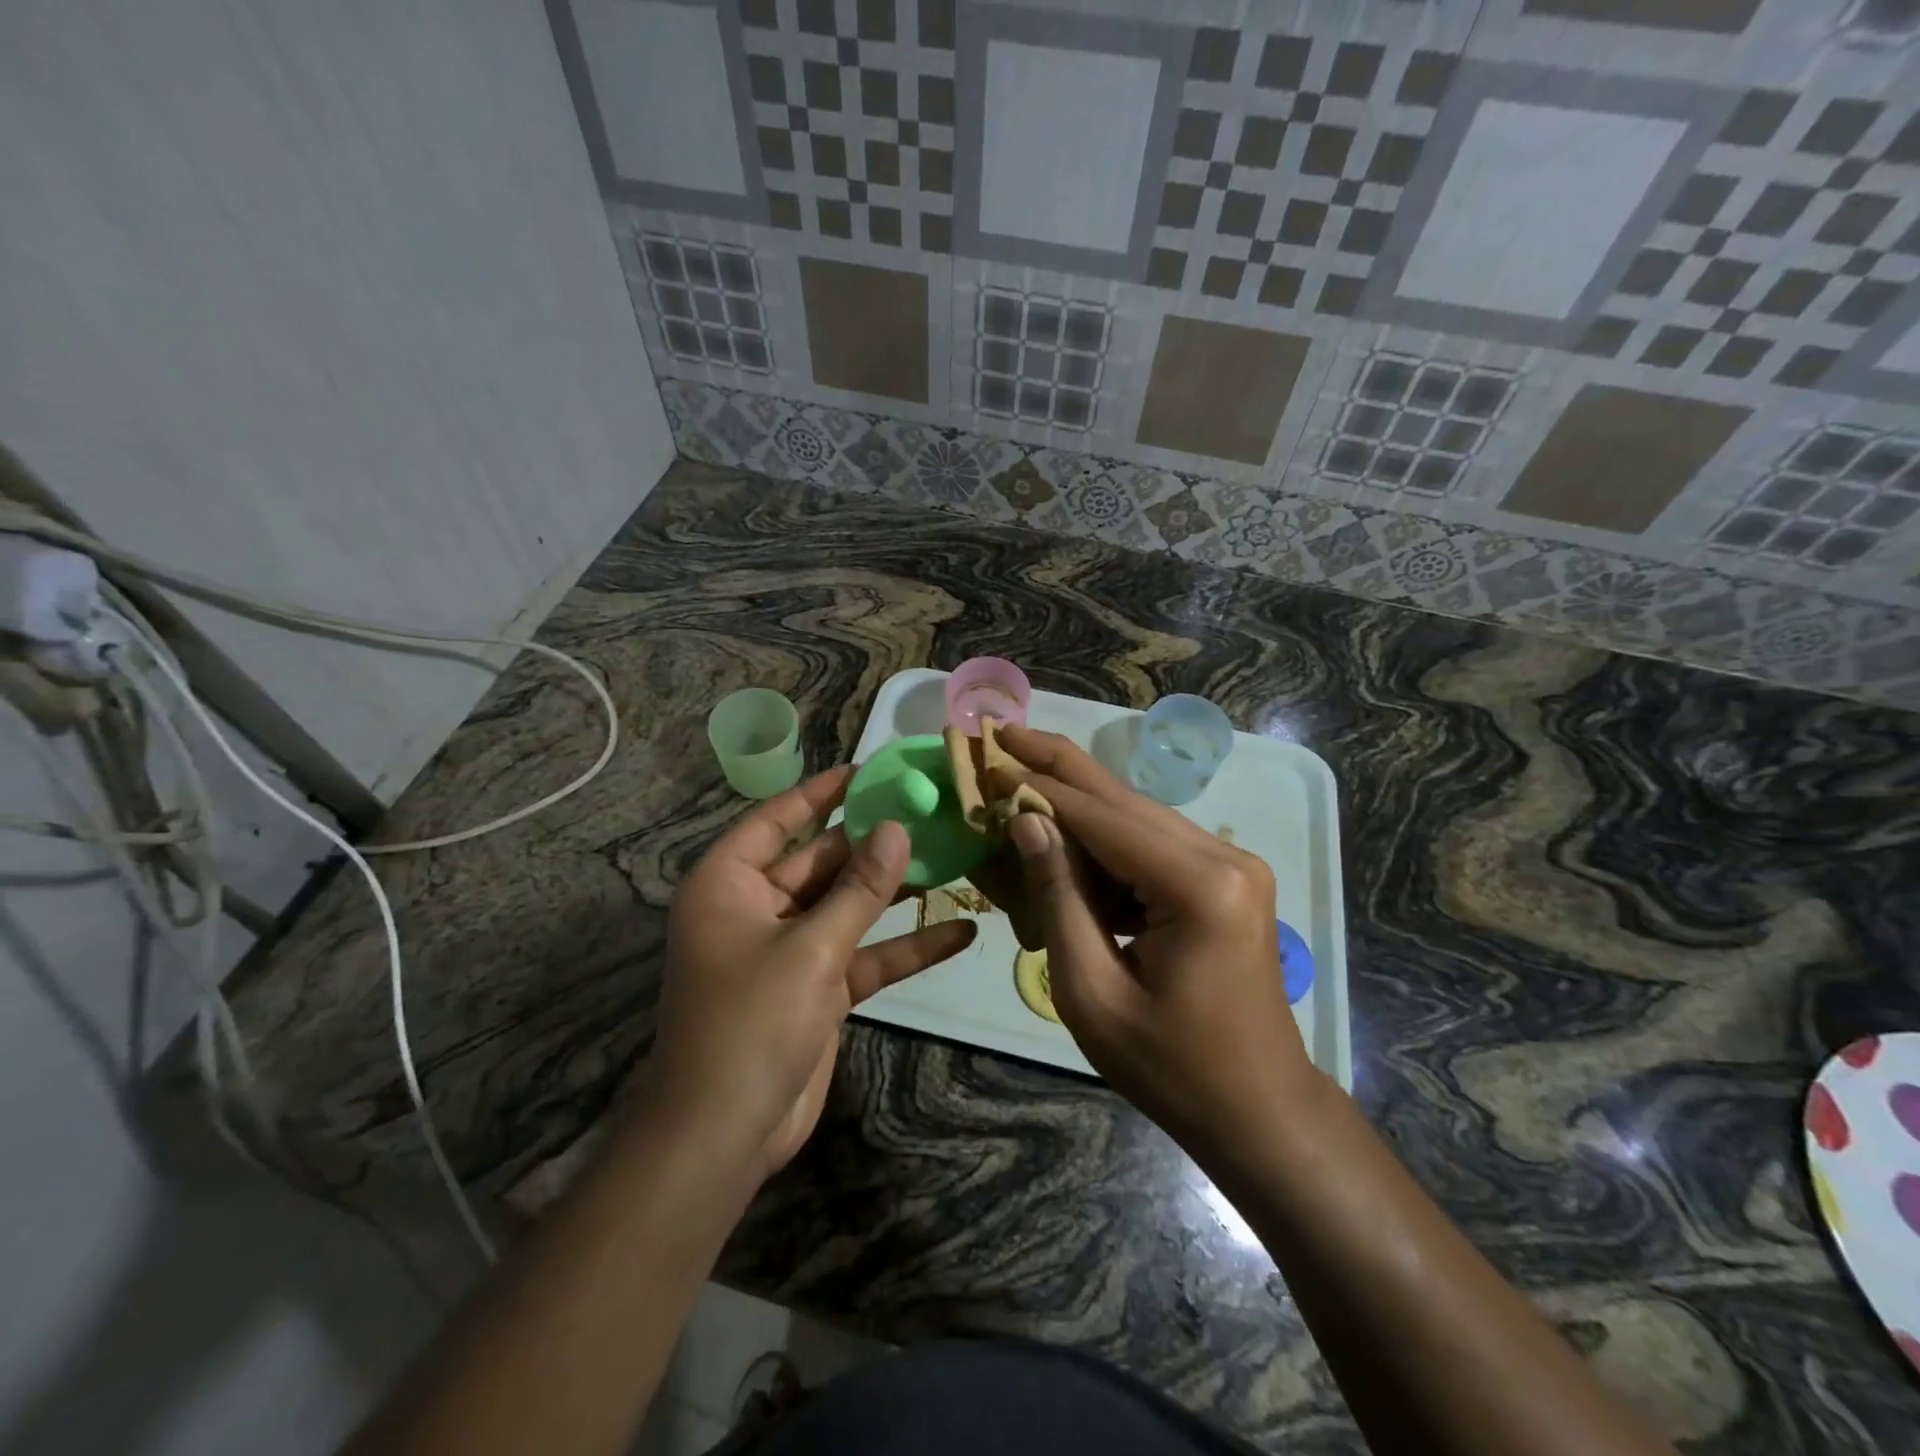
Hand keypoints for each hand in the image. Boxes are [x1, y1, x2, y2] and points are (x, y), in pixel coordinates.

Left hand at [644, 767, 976, 1176]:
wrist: (723, 1136)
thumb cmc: (749, 1024)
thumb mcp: (811, 949)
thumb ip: (859, 890)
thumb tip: (896, 828)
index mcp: (730, 885)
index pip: (776, 819)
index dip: (820, 792)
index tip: (868, 771)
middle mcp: (757, 908)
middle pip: (821, 861)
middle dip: (873, 842)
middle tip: (930, 811)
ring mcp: (790, 949)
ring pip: (848, 906)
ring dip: (896, 891)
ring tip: (954, 857)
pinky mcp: (817, 987)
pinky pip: (864, 954)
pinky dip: (905, 947)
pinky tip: (960, 932)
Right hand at [994, 725, 1316, 1152]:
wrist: (1259, 1110)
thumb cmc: (1170, 1067)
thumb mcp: (1092, 992)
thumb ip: (1058, 898)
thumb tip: (1026, 820)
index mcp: (1198, 887)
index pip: (1100, 817)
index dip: (1039, 786)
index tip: (989, 758)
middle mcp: (1224, 857)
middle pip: (1122, 799)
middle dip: (1057, 766)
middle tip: (1002, 733)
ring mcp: (1232, 864)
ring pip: (1136, 815)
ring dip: (1076, 802)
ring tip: (1019, 778)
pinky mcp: (1227, 878)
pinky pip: (1152, 844)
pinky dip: (1104, 839)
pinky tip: (1063, 837)